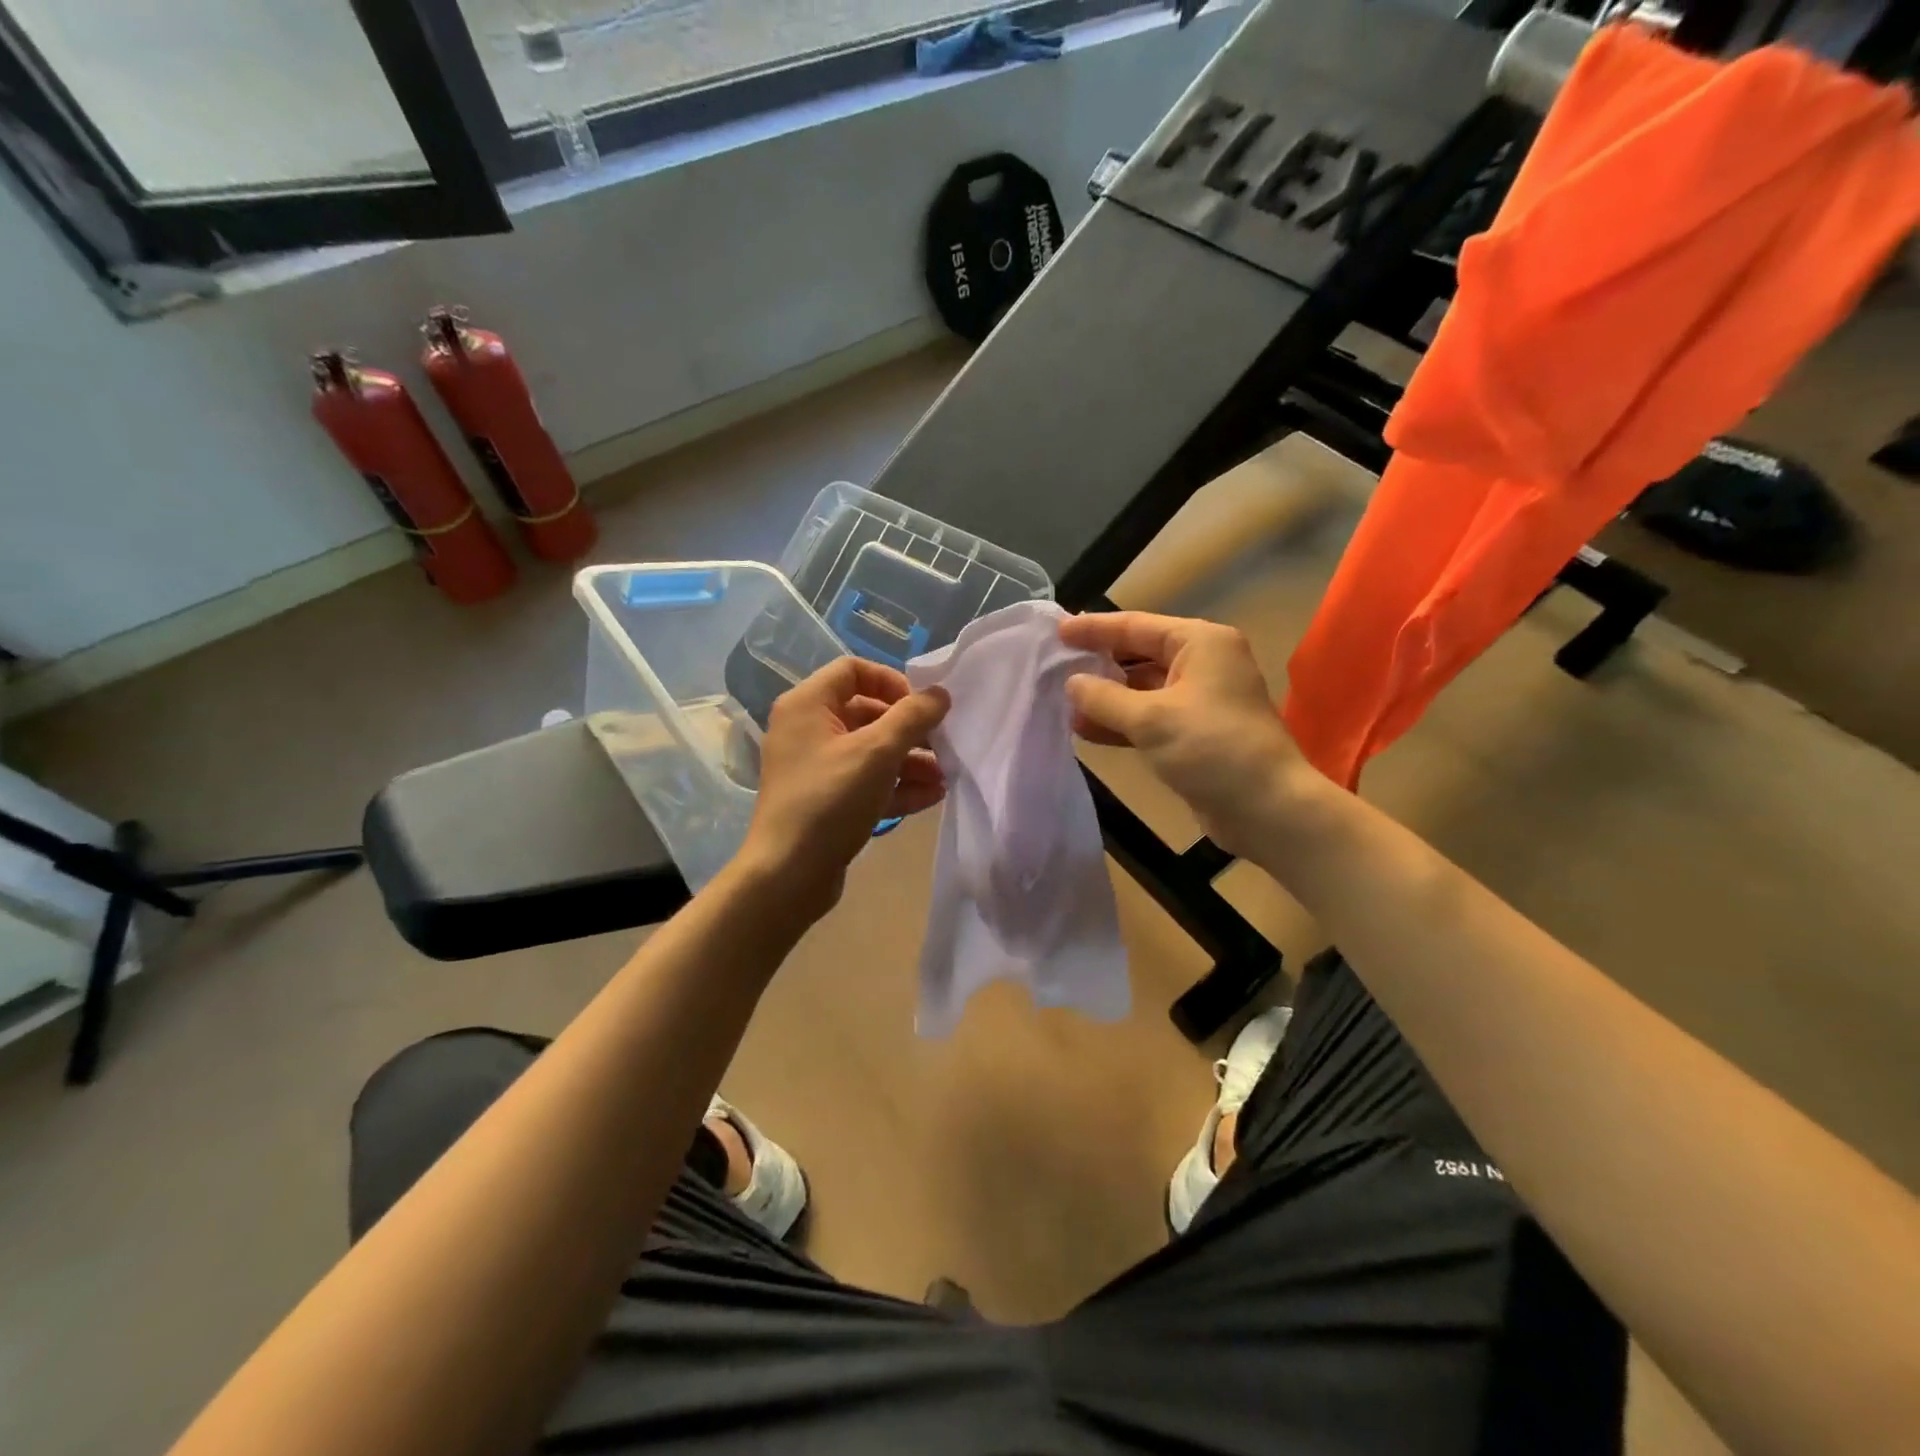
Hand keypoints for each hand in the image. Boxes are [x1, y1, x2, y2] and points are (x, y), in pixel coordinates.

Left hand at [740, 657, 949, 915]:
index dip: (893, 683)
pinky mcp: (825, 801)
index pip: (854, 670)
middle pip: (867, 713)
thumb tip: (940, 694)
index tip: (922, 708)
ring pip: (870, 752)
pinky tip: (931, 797)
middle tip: (943, 746)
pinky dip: (896, 786)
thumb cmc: (830, 800)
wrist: (787, 875)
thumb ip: (913, 717)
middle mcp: (807, 730)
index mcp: (808, 705)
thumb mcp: (878, 752)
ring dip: (910, 761)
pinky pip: (865, 782)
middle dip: (910, 730)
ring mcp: (815, 767)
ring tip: (945, 777)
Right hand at [1059, 611, 1323, 859]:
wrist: (1268, 808)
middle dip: (1099, 664)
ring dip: (1106, 698)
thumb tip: (1071, 682)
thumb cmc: (1212, 748)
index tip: (1057, 631)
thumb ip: (1104, 697)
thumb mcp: (1150, 719)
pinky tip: (1087, 730)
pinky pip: (1150, 717)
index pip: (1136, 626)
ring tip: (1064, 706)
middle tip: (1055, 666)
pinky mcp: (1196, 733)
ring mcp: (1201, 700)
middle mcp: (1203, 663)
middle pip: (1139, 655)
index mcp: (1200, 643)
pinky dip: (1121, 722)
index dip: (1094, 629)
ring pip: (1142, 690)